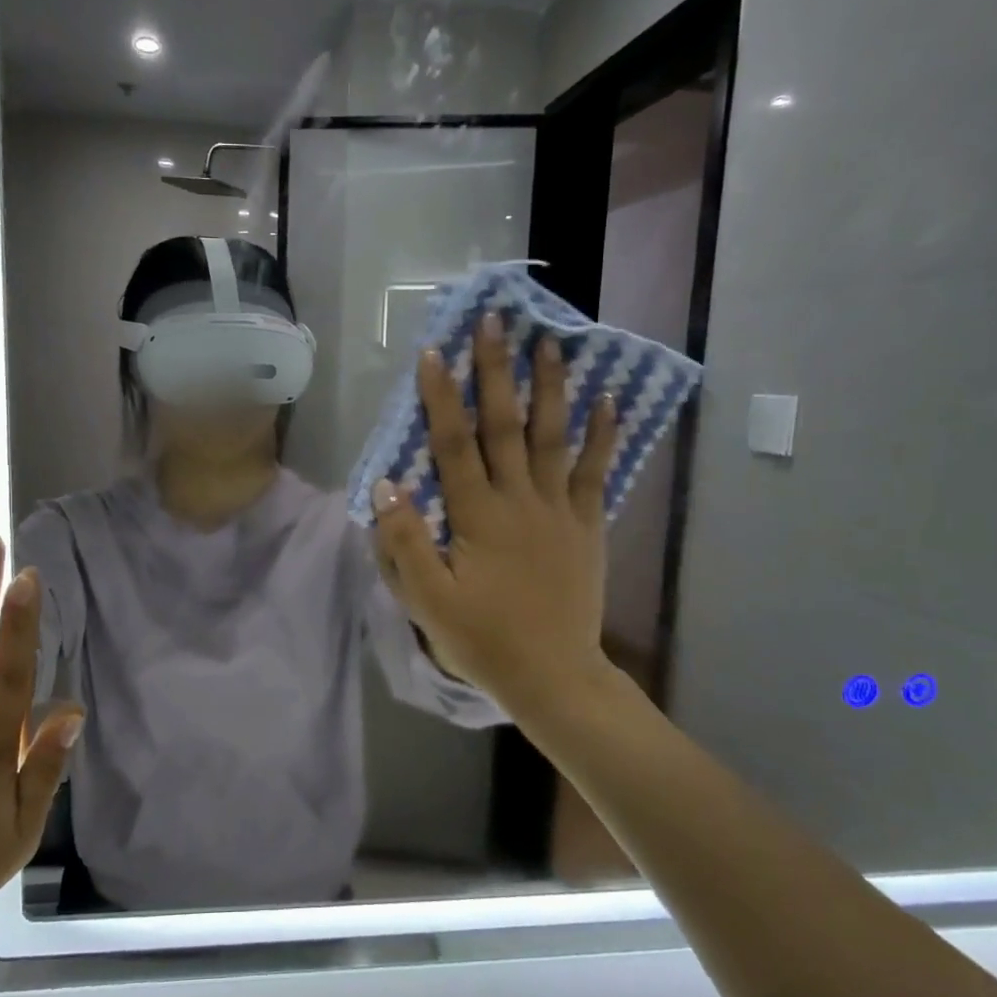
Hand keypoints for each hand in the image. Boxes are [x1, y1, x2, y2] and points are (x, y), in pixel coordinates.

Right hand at [372, 315, 618, 715]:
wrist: (553, 675)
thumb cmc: (483, 639)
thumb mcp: (428, 601)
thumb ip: (405, 542)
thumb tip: (386, 484)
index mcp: (477, 517)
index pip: (454, 445)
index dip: (442, 398)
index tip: (435, 353)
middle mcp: (520, 500)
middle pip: (506, 425)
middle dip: (498, 370)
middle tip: (496, 321)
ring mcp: (559, 510)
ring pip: (554, 437)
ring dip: (551, 386)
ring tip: (551, 340)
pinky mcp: (587, 525)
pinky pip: (596, 471)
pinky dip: (603, 435)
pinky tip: (610, 399)